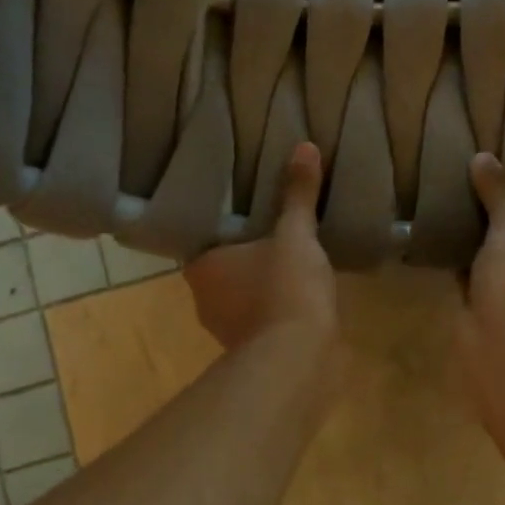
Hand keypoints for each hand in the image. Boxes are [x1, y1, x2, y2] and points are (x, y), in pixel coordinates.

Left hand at [185, 142, 337, 350]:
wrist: (299, 358)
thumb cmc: (286, 288)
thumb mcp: (296, 235)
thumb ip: (298, 196)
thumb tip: (304, 146)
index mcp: (201, 267)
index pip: (203, 239)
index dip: (223, 228)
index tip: (244, 213)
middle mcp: (202, 299)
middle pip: (222, 269)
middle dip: (244, 257)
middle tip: (270, 231)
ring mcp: (224, 330)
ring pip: (240, 297)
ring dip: (259, 286)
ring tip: (288, 262)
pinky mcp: (250, 352)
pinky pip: (259, 320)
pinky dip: (273, 310)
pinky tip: (297, 298)